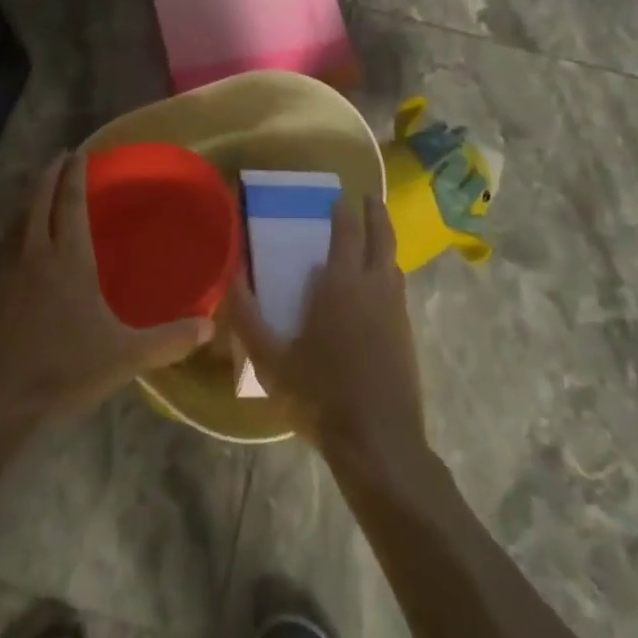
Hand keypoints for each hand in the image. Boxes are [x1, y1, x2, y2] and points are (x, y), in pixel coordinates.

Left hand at [0, 153, 213, 465]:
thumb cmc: (63, 370)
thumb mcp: (124, 356)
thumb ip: (168, 340)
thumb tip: (208, 328)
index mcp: (68, 259)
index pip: (71, 203)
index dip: (75, 175)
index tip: (79, 152)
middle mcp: (34, 256)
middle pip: (38, 202)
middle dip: (49, 175)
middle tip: (59, 158)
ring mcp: (4, 276)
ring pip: (16, 224)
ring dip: (28, 203)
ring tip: (38, 195)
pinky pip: (2, 253)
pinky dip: (12, 237)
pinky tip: (18, 253)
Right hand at [223, 193, 428, 467]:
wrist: (377, 440)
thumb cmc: (320, 395)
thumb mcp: (272, 360)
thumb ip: (248, 318)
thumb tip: (230, 279)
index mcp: (341, 283)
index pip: (347, 230)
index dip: (343, 210)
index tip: (337, 197)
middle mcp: (374, 285)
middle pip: (381, 235)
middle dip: (374, 212)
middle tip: (367, 197)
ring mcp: (395, 308)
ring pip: (393, 260)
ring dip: (384, 240)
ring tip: (372, 236)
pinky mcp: (407, 331)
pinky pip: (398, 286)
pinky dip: (389, 270)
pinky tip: (378, 285)